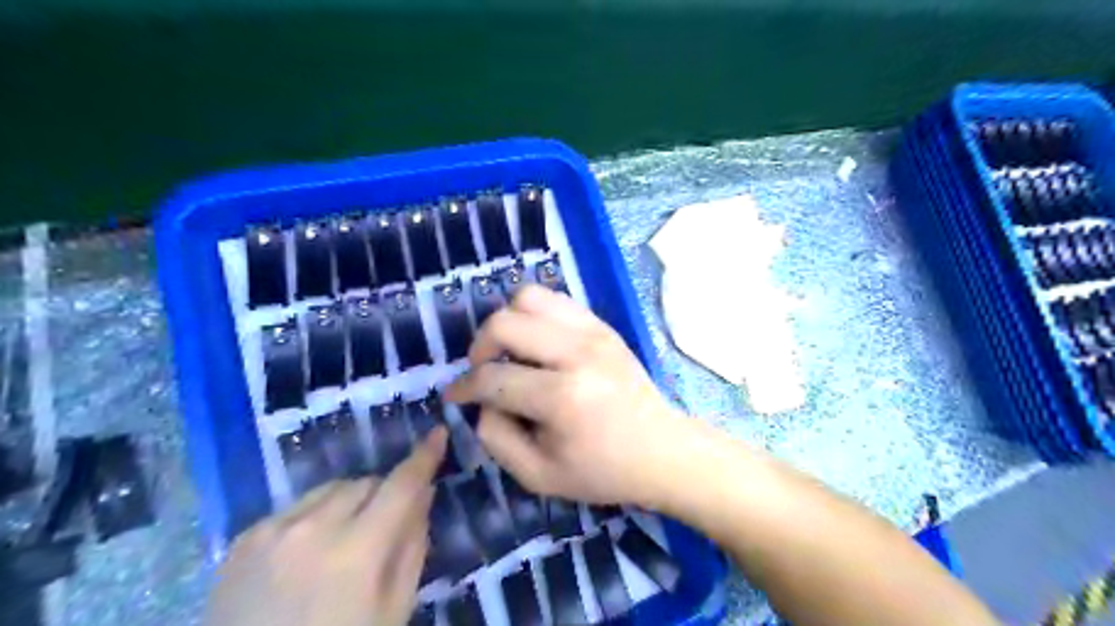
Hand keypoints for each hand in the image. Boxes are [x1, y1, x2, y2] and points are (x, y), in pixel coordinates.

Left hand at [204, 429, 447, 625]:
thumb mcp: (394, 610)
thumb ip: (413, 546)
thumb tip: (423, 494)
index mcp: (357, 551)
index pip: (401, 485)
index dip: (424, 457)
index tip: (438, 434)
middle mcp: (313, 527)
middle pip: (366, 482)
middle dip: (384, 495)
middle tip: (385, 526)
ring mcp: (272, 529)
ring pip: (332, 488)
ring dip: (349, 502)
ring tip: (343, 540)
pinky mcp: (244, 538)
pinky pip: (297, 506)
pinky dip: (314, 517)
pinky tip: (307, 553)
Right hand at [445, 287, 678, 504]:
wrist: (662, 450)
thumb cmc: (603, 470)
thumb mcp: (539, 476)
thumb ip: (496, 438)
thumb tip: (482, 401)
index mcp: (562, 397)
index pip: (492, 378)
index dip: (464, 387)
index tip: (455, 394)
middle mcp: (576, 353)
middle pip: (504, 323)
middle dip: (480, 347)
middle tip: (484, 371)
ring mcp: (593, 332)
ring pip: (528, 297)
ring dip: (507, 323)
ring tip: (511, 352)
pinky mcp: (603, 325)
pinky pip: (554, 300)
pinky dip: (534, 316)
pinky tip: (537, 343)